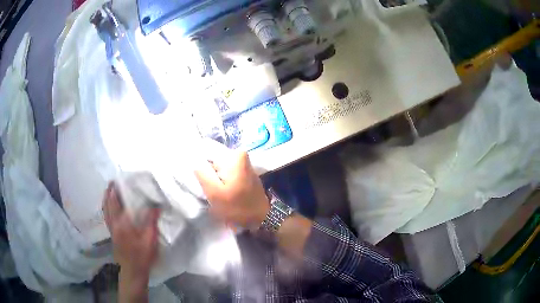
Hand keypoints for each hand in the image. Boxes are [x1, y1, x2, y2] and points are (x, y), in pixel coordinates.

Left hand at [103, 183, 160, 277]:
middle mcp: (113, 223)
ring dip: (106, 198)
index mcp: (122, 222)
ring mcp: (111, 229)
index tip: (122, 178)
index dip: (120, 189)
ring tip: (110, 190)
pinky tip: (111, 207)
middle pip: (108, 202)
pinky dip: (106, 207)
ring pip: (105, 209)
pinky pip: (106, 216)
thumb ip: (152, 221)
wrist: (132, 272)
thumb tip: (156, 205)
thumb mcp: (150, 239)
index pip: (119, 201)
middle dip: (110, 190)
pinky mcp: (112, 234)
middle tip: (115, 181)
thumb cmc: (142, 256)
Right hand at [195, 141, 269, 228]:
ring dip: (215, 177)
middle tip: (209, 188)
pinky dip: (223, 180)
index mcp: (234, 156)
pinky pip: (227, 171)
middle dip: (209, 172)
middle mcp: (240, 154)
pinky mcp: (245, 171)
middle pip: (214, 158)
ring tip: (216, 191)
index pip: (207, 151)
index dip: (200, 165)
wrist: (261, 218)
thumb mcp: (214, 193)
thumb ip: (202, 174)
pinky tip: (224, 191)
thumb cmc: (237, 207)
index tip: (201, 179)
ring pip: (220, 166)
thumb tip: (194, 159)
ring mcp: (244, 163)